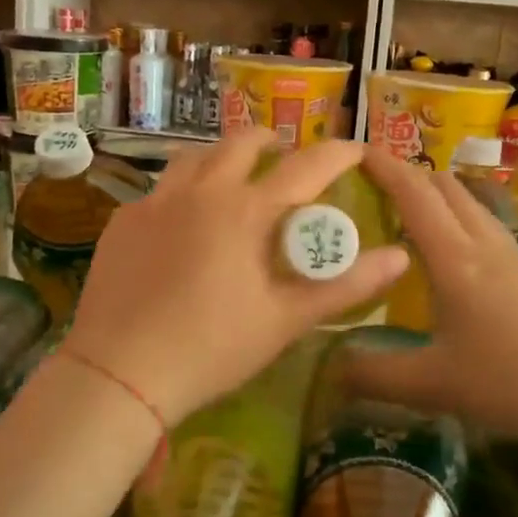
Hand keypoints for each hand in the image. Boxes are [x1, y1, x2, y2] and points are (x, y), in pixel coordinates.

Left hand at [64, 128, 408, 429]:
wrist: (118, 374)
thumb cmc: (212, 349)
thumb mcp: (285, 321)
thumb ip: (344, 286)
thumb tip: (399, 257)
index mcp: (245, 211)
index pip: (305, 167)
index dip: (337, 154)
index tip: (356, 149)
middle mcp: (200, 192)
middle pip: (241, 143)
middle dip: (271, 143)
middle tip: (285, 159)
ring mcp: (154, 202)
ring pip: (194, 157)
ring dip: (223, 157)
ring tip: (234, 178)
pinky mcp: (123, 222)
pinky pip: (161, 189)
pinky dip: (184, 190)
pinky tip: (184, 221)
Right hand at [347, 148, 517, 442]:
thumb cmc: (512, 381)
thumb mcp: (434, 385)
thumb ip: (376, 376)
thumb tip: (330, 370)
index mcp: (455, 258)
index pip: (413, 193)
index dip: (383, 166)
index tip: (352, 151)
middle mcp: (483, 242)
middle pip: (443, 185)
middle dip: (405, 173)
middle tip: (368, 188)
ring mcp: (511, 253)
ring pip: (467, 201)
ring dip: (432, 194)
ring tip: (401, 214)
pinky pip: (482, 222)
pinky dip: (454, 216)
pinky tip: (446, 251)